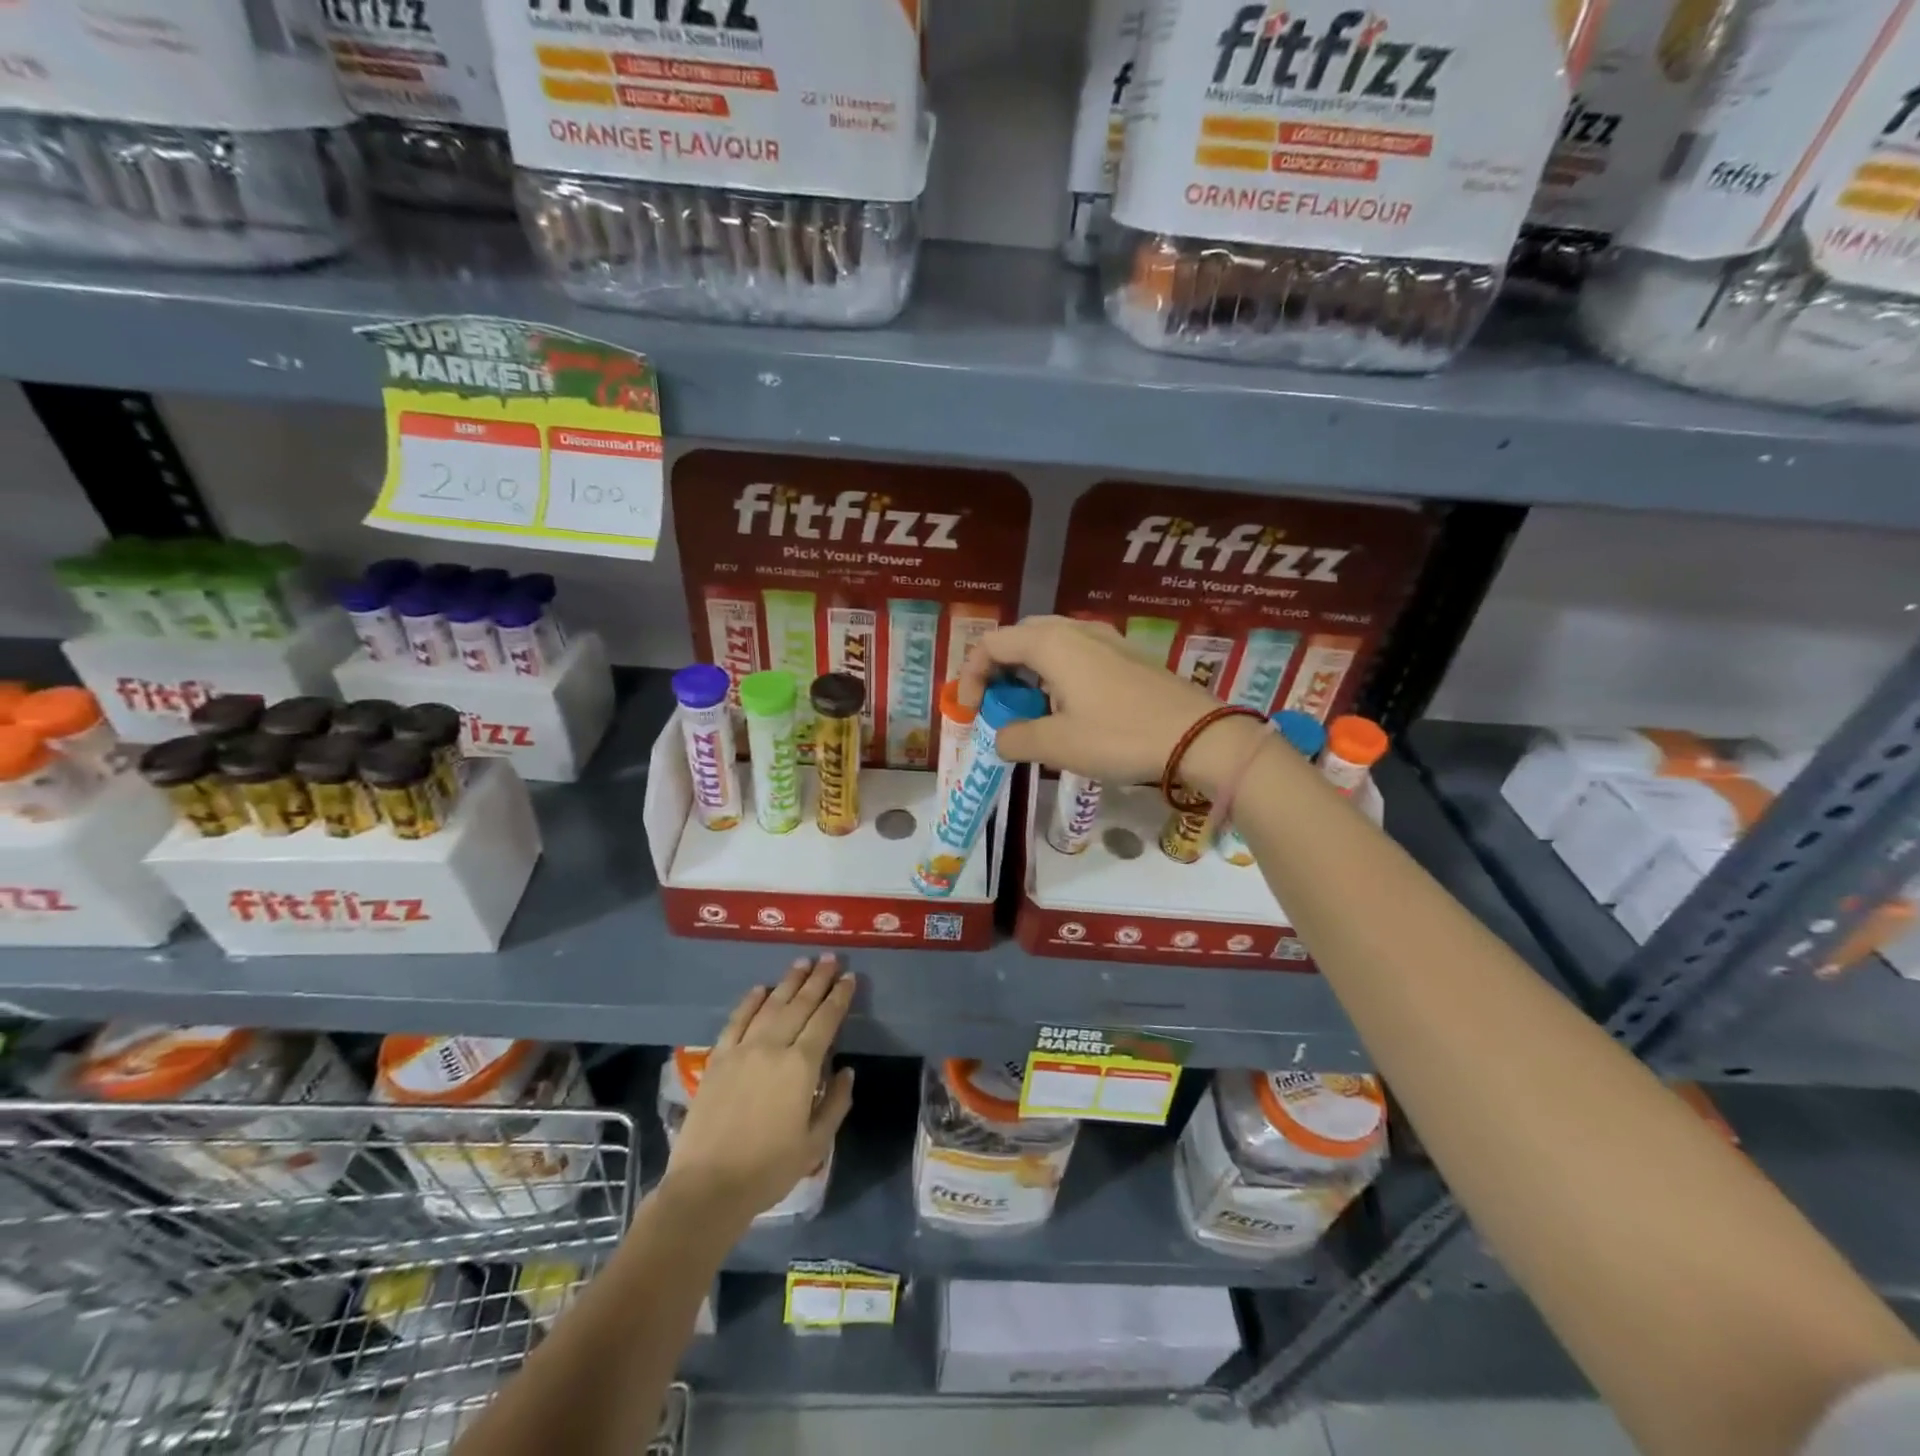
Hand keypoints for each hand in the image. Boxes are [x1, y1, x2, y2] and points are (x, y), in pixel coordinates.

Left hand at [661, 956, 855, 1229]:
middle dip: (817, 980)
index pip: (826, 1020)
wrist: (707, 1187)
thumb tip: (846, 1071)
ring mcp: (742, 1050)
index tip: (849, 977)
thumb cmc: (768, 1169)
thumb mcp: (815, 1144)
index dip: (839, 997)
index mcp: (801, 1067)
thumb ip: (836, 1103)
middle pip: (799, 1005)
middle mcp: (773, 1047)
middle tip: (829, 958)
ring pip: (770, 1005)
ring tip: (801, 963)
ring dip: (788, 982)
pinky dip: (750, 1001)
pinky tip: (760, 989)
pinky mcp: (717, 1059)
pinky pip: (736, 1021)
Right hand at [957, 615, 1263, 795]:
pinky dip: (1057, 674)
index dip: (970, 675)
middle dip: (999, 669)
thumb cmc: (1120, 737)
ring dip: (1029, 672)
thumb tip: (999, 737)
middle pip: (1019, 637)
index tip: (970, 712)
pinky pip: (1076, 654)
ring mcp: (1105, 639)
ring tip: (1030, 710)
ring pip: (1050, 644)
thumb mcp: (1057, 745)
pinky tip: (1069, 707)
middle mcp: (1075, 630)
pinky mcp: (1126, 655)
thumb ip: (1015, 738)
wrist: (1200, 737)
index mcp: (1051, 644)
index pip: (991, 644)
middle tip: (997, 705)